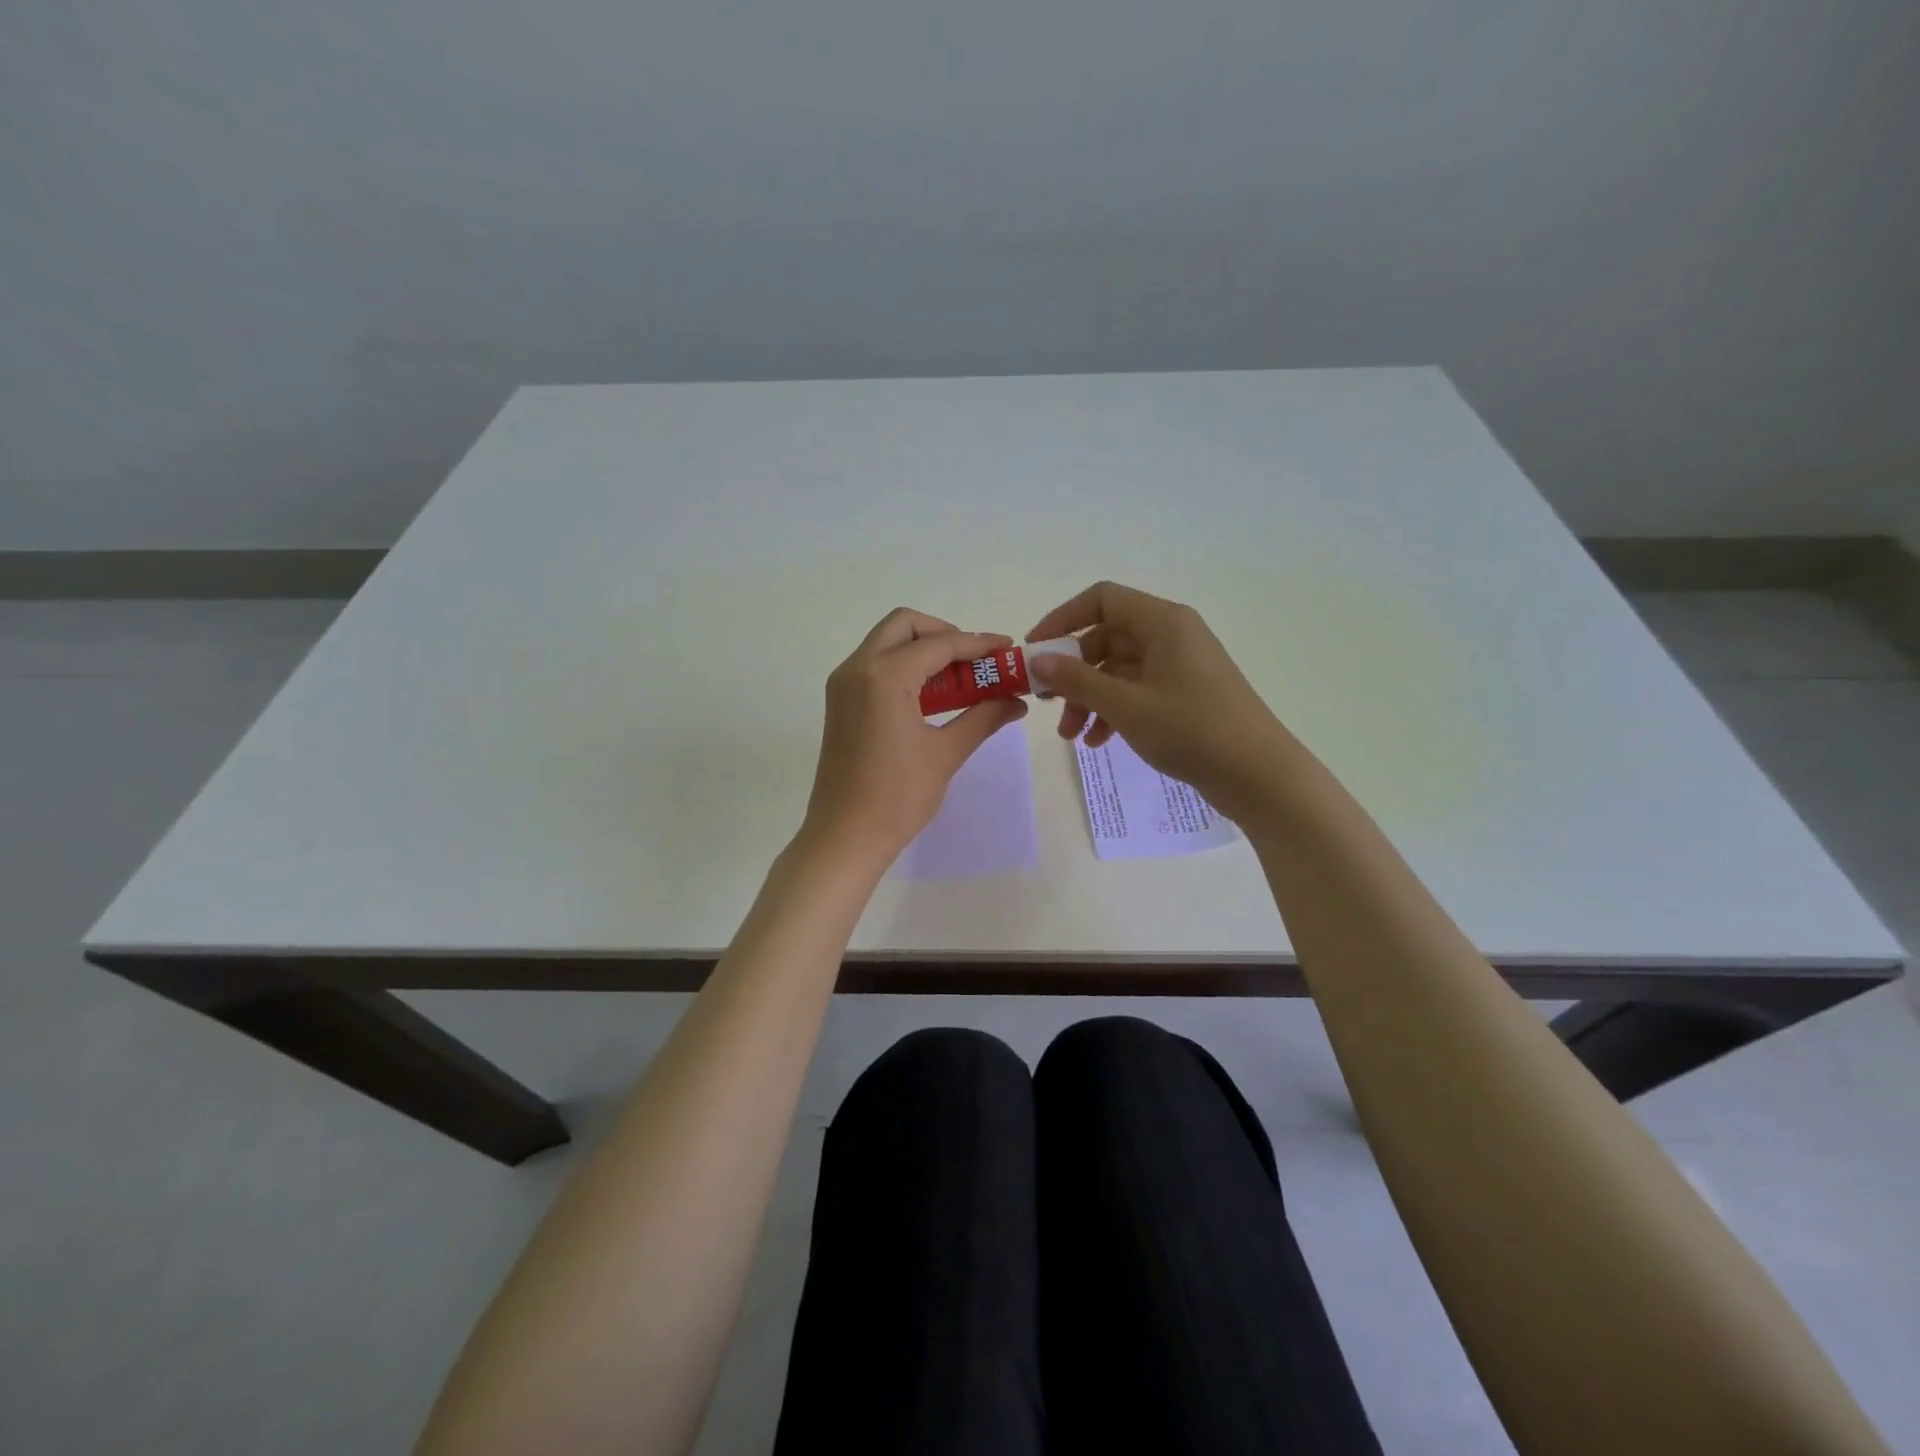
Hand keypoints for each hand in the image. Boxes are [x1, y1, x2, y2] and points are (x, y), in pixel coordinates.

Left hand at [801, 608, 1028, 866]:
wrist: (844, 837)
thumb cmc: (897, 797)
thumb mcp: (946, 753)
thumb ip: (983, 717)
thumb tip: (1017, 701)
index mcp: (884, 676)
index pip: (939, 644)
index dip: (978, 644)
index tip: (1008, 649)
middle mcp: (858, 668)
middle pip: (905, 625)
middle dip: (945, 634)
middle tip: (976, 661)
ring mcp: (844, 684)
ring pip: (886, 642)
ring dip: (924, 649)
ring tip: (960, 678)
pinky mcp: (840, 701)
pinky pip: (875, 665)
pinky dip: (904, 666)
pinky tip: (931, 695)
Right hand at [1026, 582, 1294, 821]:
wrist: (1258, 774)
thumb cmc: (1191, 729)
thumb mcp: (1125, 705)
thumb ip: (1077, 680)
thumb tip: (1038, 660)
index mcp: (1162, 622)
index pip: (1101, 600)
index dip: (1062, 619)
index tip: (1035, 651)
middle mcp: (1171, 635)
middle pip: (1106, 637)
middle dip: (1073, 672)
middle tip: (1048, 702)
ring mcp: (1180, 665)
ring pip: (1119, 669)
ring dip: (1090, 698)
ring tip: (1072, 736)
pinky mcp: (1185, 694)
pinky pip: (1137, 691)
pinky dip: (1114, 711)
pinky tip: (1099, 742)